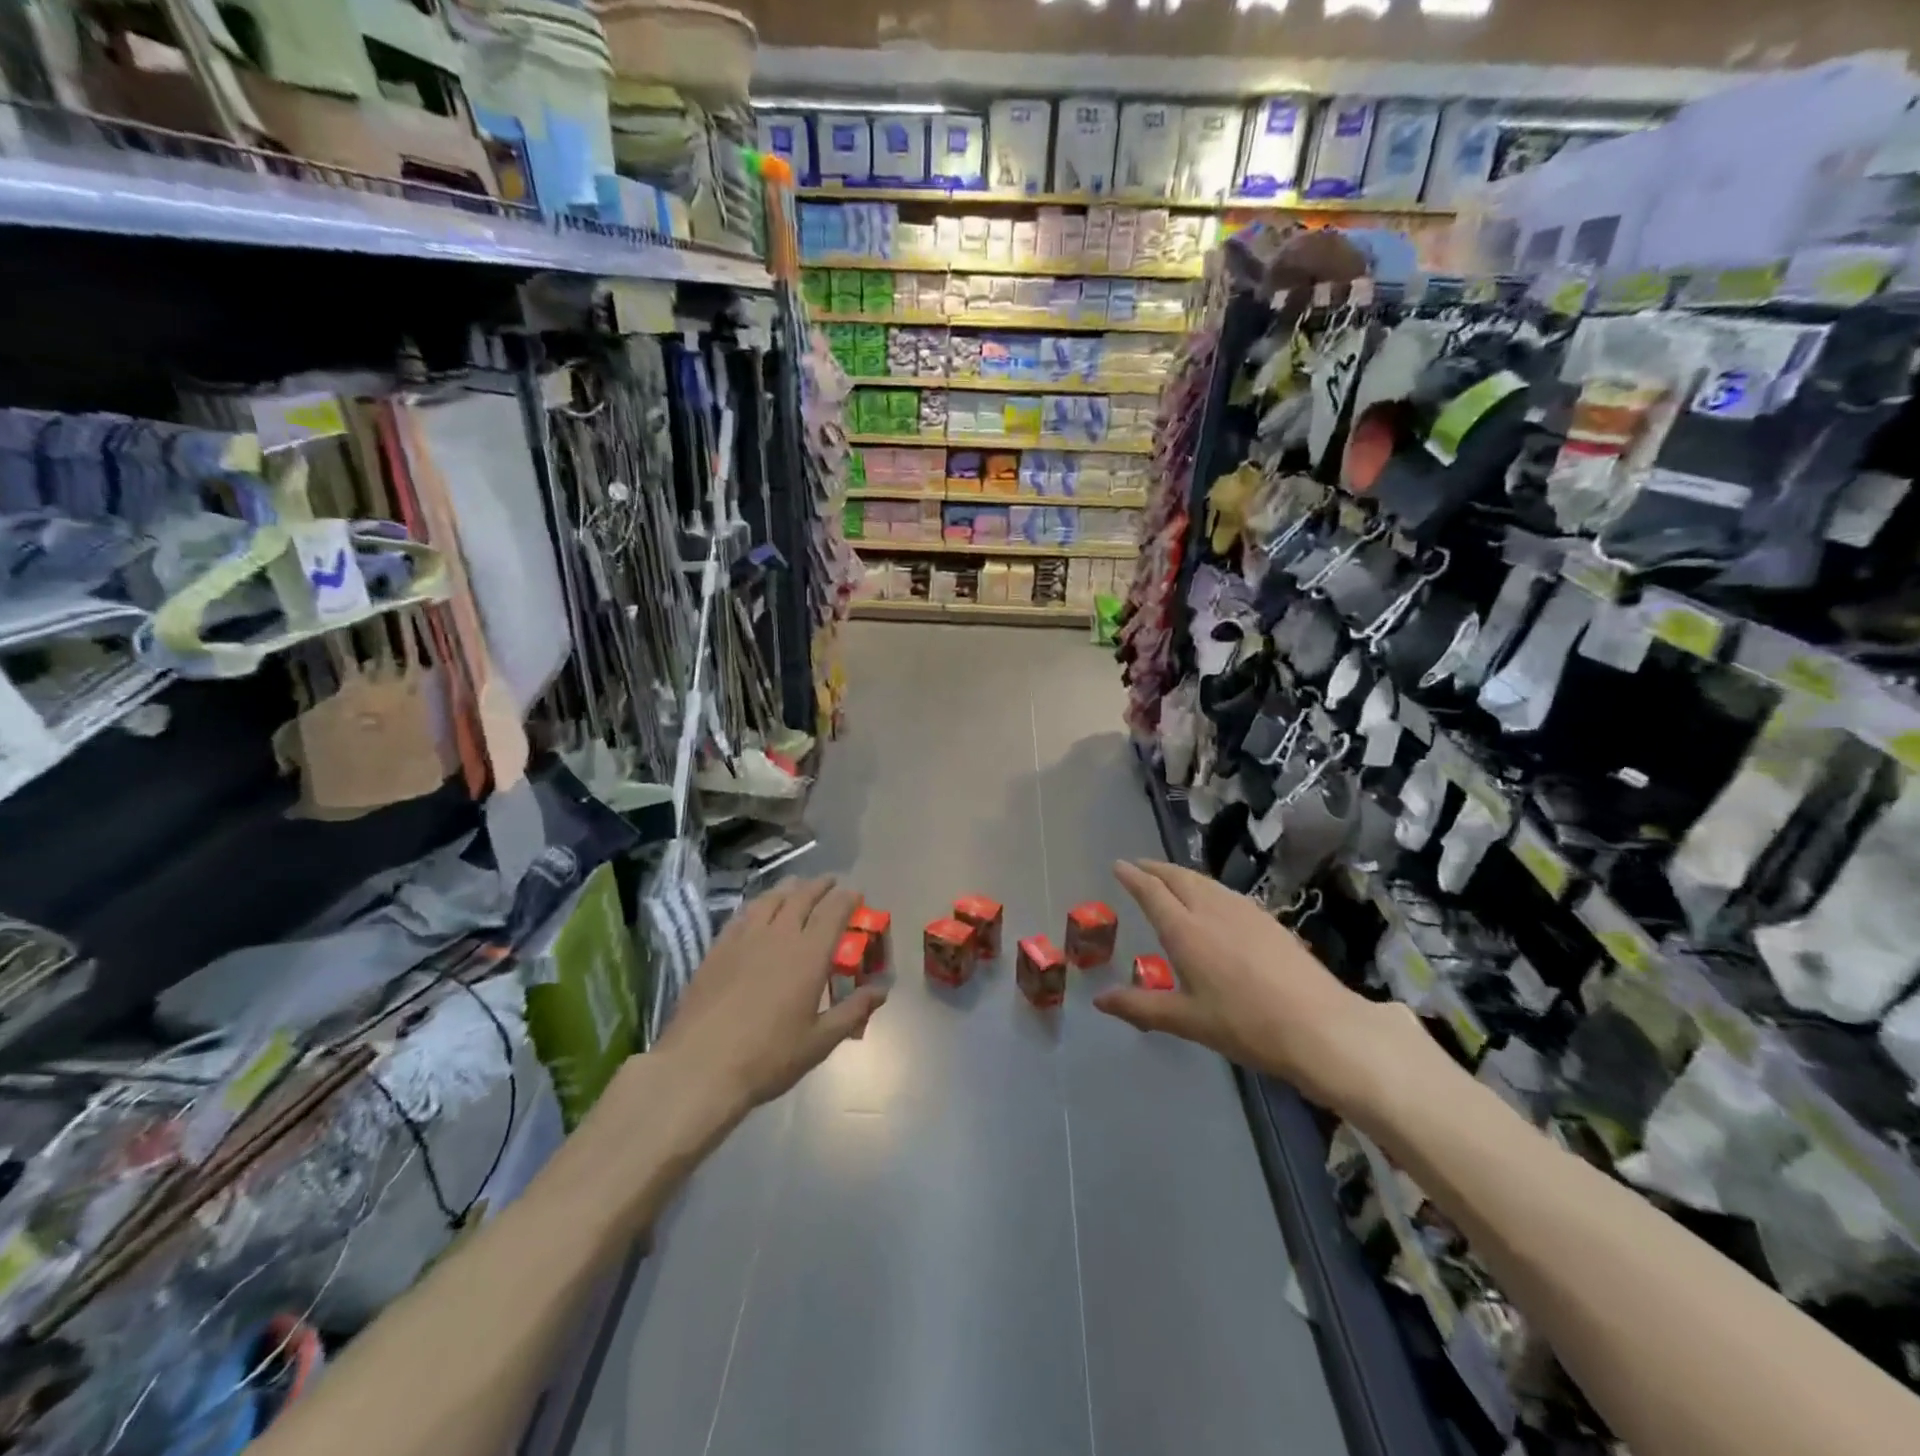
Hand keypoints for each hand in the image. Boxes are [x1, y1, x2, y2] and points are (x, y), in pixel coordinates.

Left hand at [654, 876, 884, 1119]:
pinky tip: (758, 910)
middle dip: (820, 886)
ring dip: (788, 888)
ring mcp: (744, 939)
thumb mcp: (819, 1042)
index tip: (856, 894)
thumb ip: (853, 1011)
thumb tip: (882, 990)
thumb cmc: (768, 1058)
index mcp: (808, 954)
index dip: (847, 898)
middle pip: (802, 897)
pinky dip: (758, 904)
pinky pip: (743, 914)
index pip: (833, 911)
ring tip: (797, 886)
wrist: (699, 1068)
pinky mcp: (717, 949)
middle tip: (830, 883)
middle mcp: (778, 936)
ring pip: (770, 899)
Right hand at [1093, 860, 1410, 1115]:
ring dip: (1181, 875)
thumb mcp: (1187, 1021)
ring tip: (1170, 879)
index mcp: (1185, 930)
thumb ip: (1141, 1007)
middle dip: (1155, 869)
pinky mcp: (1268, 919)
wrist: (1320, 1026)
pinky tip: (1212, 901)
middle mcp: (1211, 910)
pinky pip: (1225, 892)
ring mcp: (1244, 911)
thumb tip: (1100, 999)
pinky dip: (1206, 887)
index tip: (1118, 865)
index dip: (1133, 876)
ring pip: (1204, 881)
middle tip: (1139, 866)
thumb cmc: (1245, 1025)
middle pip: (1178, 877)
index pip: (1152, 892)